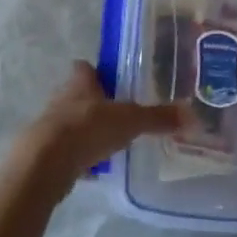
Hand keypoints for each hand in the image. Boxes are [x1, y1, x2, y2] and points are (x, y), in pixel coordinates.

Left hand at [14, 61, 187, 188]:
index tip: (110, 78)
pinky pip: (66, 151)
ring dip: (86, 130)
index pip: (84, 68)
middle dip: (94, 103)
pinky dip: (79, 157)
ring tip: (109, 141)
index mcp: (80, 83)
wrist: (46, 162)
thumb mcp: (130, 121)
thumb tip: (192, 114)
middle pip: (77, 95)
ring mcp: (51, 125)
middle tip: (117, 113)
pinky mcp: (45, 152)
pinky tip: (94, 168)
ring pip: (71, 123)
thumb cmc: (88, 128)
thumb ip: (158, 118)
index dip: (94, 72)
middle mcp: (62, 99)